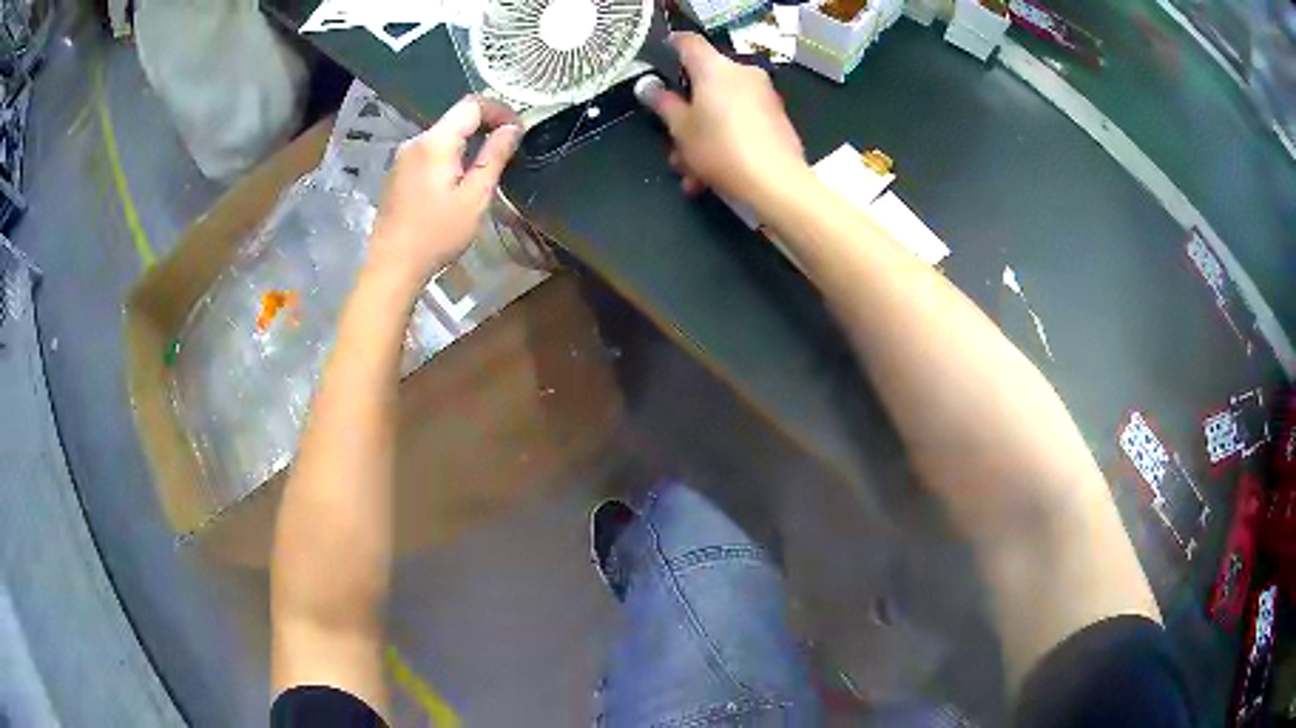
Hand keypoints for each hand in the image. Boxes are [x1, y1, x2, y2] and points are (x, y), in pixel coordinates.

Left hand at [367, 95, 521, 295]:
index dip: (500, 110)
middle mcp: (416, 141)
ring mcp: (403, 157)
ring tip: (486, 165)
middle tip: (508, 148)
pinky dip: (450, 155)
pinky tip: (458, 180)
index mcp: (436, 142)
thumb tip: (513, 128)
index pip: (472, 105)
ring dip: (468, 142)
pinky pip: (429, 152)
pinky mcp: (397, 174)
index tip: (518, 130)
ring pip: (442, 135)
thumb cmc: (437, 234)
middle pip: (456, 118)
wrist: (392, 266)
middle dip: (485, 125)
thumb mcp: (475, 197)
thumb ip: (494, 156)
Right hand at [640, 33, 806, 203]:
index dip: (670, 45)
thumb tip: (649, 88)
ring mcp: (763, 95)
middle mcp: (742, 73)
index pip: (688, 42)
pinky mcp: (776, 119)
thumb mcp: (681, 129)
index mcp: (715, 67)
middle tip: (673, 142)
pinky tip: (712, 176)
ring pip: (721, 108)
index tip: (659, 55)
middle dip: (686, 114)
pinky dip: (725, 142)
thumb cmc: (721, 148)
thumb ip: (663, 105)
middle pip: (705, 83)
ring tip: (692, 173)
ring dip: (702, 137)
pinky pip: (740, 123)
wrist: (776, 182)